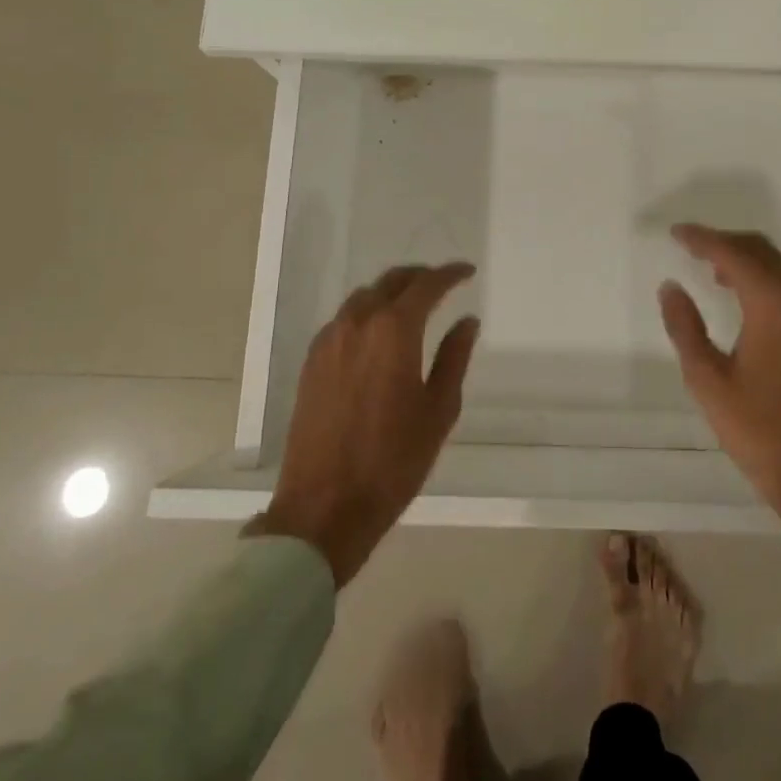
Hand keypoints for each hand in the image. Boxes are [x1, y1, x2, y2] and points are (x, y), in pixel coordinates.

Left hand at [248, 263, 479, 585]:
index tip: (468, 272)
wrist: (324, 508)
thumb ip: (454, 358)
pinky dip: (366, 313)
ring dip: (391, 292)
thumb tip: (466, 322)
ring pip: (364, 297)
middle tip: (442, 284)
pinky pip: (344, 320)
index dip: (450, 274)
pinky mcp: (312, 362)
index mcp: (394, 331)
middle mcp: (358, 323)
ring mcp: (329, 341)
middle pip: (391, 281)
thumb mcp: (438, 410)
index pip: (427, 285)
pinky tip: (378, 334)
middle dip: (419, 277)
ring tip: (412, 305)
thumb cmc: (393, 461)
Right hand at [659, 225, 780, 585]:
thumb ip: (686, 327)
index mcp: (775, 306)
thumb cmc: (761, 432)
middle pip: (766, 252)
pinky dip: (776, 285)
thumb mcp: (708, 381)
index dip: (703, 239)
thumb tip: (671, 288)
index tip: (677, 234)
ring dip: (753, 263)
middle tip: (696, 249)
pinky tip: (758, 308)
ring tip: (719, 275)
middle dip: (729, 244)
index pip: (735, 253)